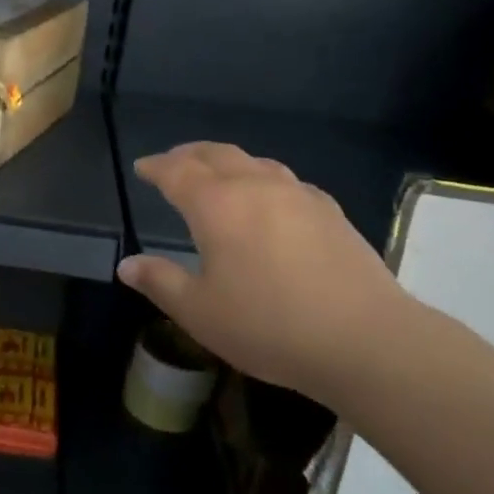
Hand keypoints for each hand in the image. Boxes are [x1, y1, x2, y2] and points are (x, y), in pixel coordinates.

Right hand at [115, 142, 416, 403]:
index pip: (176, 171)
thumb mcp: (200, 312)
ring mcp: (298, 195)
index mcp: (217, 205)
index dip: (155, 167)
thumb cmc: (269, 326)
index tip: (142, 168)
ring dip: (227, 162)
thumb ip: (160, 282)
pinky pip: (285, 181)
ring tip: (217, 175)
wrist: (365, 340)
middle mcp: (255, 186)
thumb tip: (127, 265)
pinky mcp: (330, 211)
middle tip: (173, 163)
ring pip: (254, 162)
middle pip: (215, 154)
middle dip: (188, 155)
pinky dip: (263, 179)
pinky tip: (269, 201)